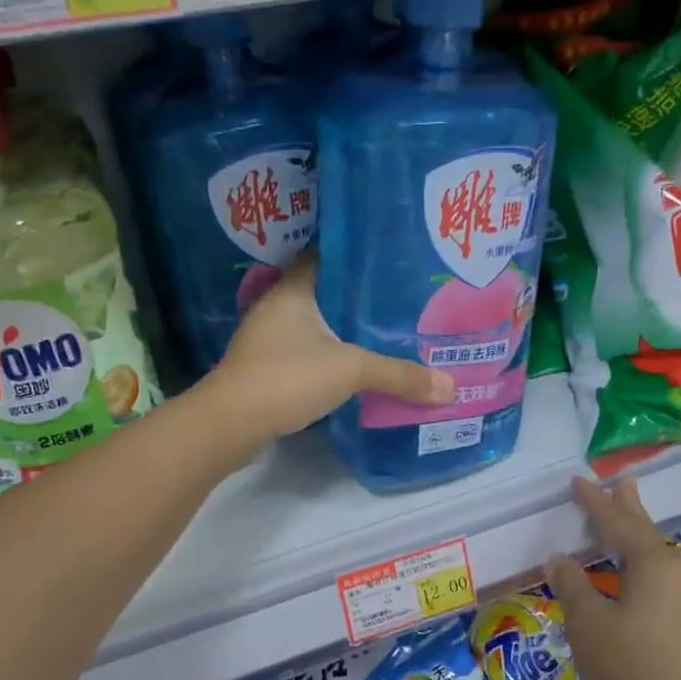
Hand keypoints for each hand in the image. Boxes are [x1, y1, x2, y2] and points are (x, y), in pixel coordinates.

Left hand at [210, 256, 453, 440]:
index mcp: (293, 290)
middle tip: (397, 297)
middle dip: (356, 295)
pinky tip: (352, 364)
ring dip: (340, 327)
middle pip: (322, 291)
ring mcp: (266, 339)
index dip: (354, 254)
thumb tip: (450, 387)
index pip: (323, 255)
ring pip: (312, 323)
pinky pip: (303, 350)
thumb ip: (399, 376)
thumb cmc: (288, 377)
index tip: (387, 258)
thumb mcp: (351, 370)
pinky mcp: (265, 367)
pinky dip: (327, 354)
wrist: (230, 424)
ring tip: (382, 329)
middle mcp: (277, 307)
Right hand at [545, 478, 680, 679]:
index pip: (618, 523)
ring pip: (664, 562)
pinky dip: (652, 574)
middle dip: (631, 509)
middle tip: (623, 483)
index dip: (595, 502)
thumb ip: (572, 586)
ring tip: (628, 531)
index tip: (579, 481)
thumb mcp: (588, 626)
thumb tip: (560, 559)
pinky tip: (645, 583)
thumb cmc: (629, 674)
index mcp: (656, 564)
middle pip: (650, 534)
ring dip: (642, 544)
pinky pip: (673, 586)